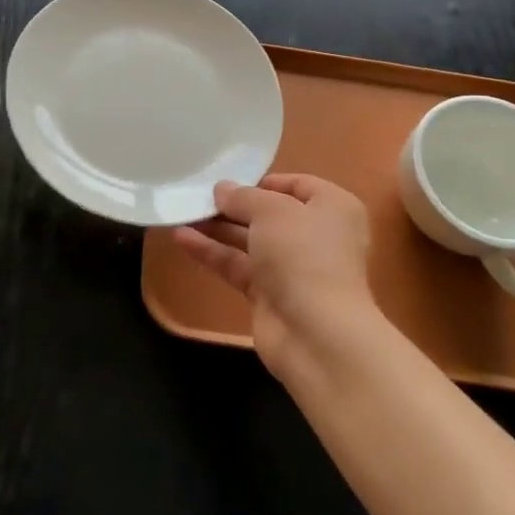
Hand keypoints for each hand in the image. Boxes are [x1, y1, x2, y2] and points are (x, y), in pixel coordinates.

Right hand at [174, 173, 379, 368]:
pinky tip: (181, 238)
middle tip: (197, 195)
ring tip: (181, 212)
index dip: (263, 181)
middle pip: (269, 213)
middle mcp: (316, 236)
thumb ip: (242, 197)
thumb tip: (222, 189)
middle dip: (233, 206)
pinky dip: (212, 252)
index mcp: (333, 208)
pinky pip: (237, 265)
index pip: (297, 184)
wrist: (316, 333)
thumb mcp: (271, 211)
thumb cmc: (303, 255)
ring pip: (249, 240)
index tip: (230, 181)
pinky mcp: (269, 294)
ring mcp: (292, 268)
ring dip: (216, 227)